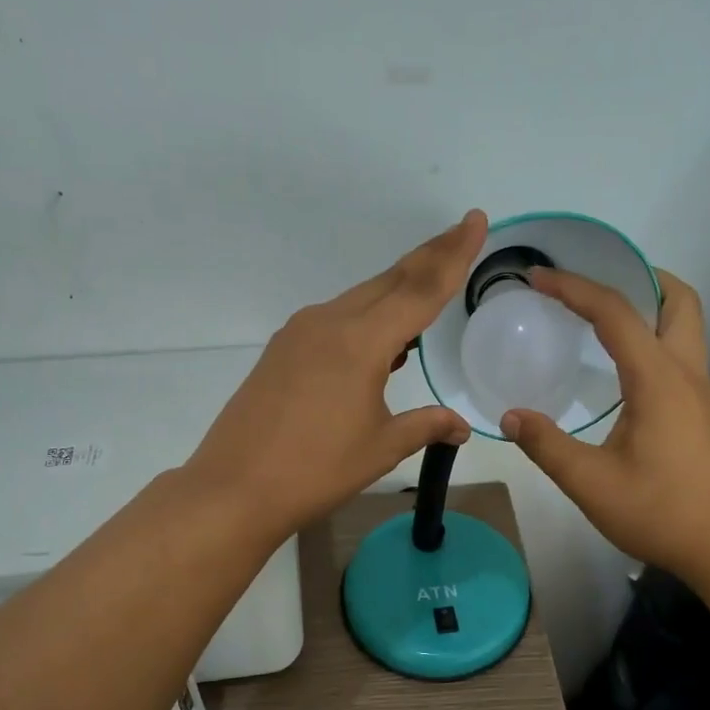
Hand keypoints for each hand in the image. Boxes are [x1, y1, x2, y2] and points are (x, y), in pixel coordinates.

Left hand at [186, 210, 487, 537]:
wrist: (234, 488)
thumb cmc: (315, 470)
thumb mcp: (380, 448)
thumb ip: (425, 426)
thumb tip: (460, 426)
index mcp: (361, 342)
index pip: (420, 289)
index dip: (453, 256)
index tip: (475, 221)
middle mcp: (329, 323)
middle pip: (390, 281)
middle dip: (428, 257)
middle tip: (460, 233)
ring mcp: (300, 334)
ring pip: (360, 299)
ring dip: (396, 288)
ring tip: (428, 284)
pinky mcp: (282, 350)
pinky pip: (335, 319)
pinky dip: (366, 317)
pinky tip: (380, 339)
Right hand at [500, 268, 709, 580]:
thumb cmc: (661, 512)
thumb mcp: (591, 484)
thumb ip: (547, 445)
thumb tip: (510, 416)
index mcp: (658, 379)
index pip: (615, 313)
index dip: (574, 287)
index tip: (537, 277)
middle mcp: (687, 374)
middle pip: (678, 300)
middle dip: (638, 277)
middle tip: (594, 284)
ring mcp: (701, 393)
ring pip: (686, 326)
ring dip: (649, 308)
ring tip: (602, 317)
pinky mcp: (703, 414)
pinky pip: (680, 355)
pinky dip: (652, 340)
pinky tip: (621, 370)